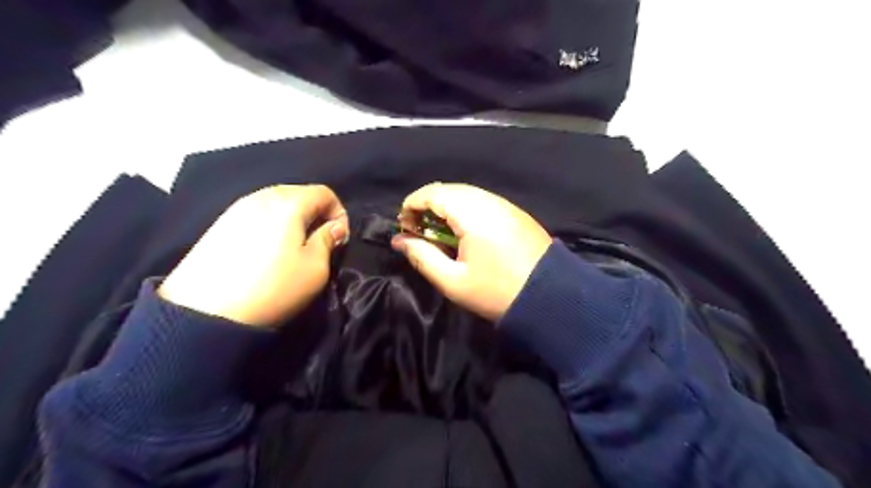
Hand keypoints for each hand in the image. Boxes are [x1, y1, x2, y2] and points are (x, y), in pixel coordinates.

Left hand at [158, 186, 348, 326]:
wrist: (205, 312)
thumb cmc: (272, 287)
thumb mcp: (315, 268)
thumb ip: (328, 240)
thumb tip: (334, 228)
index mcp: (288, 202)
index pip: (324, 193)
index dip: (339, 213)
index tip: (338, 239)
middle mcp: (261, 195)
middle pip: (300, 194)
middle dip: (316, 215)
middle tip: (319, 243)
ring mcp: (236, 208)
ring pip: (277, 203)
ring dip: (294, 220)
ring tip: (294, 247)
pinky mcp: (220, 223)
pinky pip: (257, 214)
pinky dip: (271, 225)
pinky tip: (267, 250)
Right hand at [393, 182, 548, 320]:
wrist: (552, 297)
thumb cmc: (497, 291)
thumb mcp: (453, 281)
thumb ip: (422, 257)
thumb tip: (399, 241)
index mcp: (472, 212)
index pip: (432, 193)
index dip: (411, 205)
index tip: (403, 225)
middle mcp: (489, 200)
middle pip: (449, 190)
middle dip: (428, 205)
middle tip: (418, 231)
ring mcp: (506, 204)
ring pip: (466, 194)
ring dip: (447, 207)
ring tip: (438, 233)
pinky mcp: (516, 213)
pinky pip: (483, 202)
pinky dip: (465, 210)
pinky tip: (463, 232)